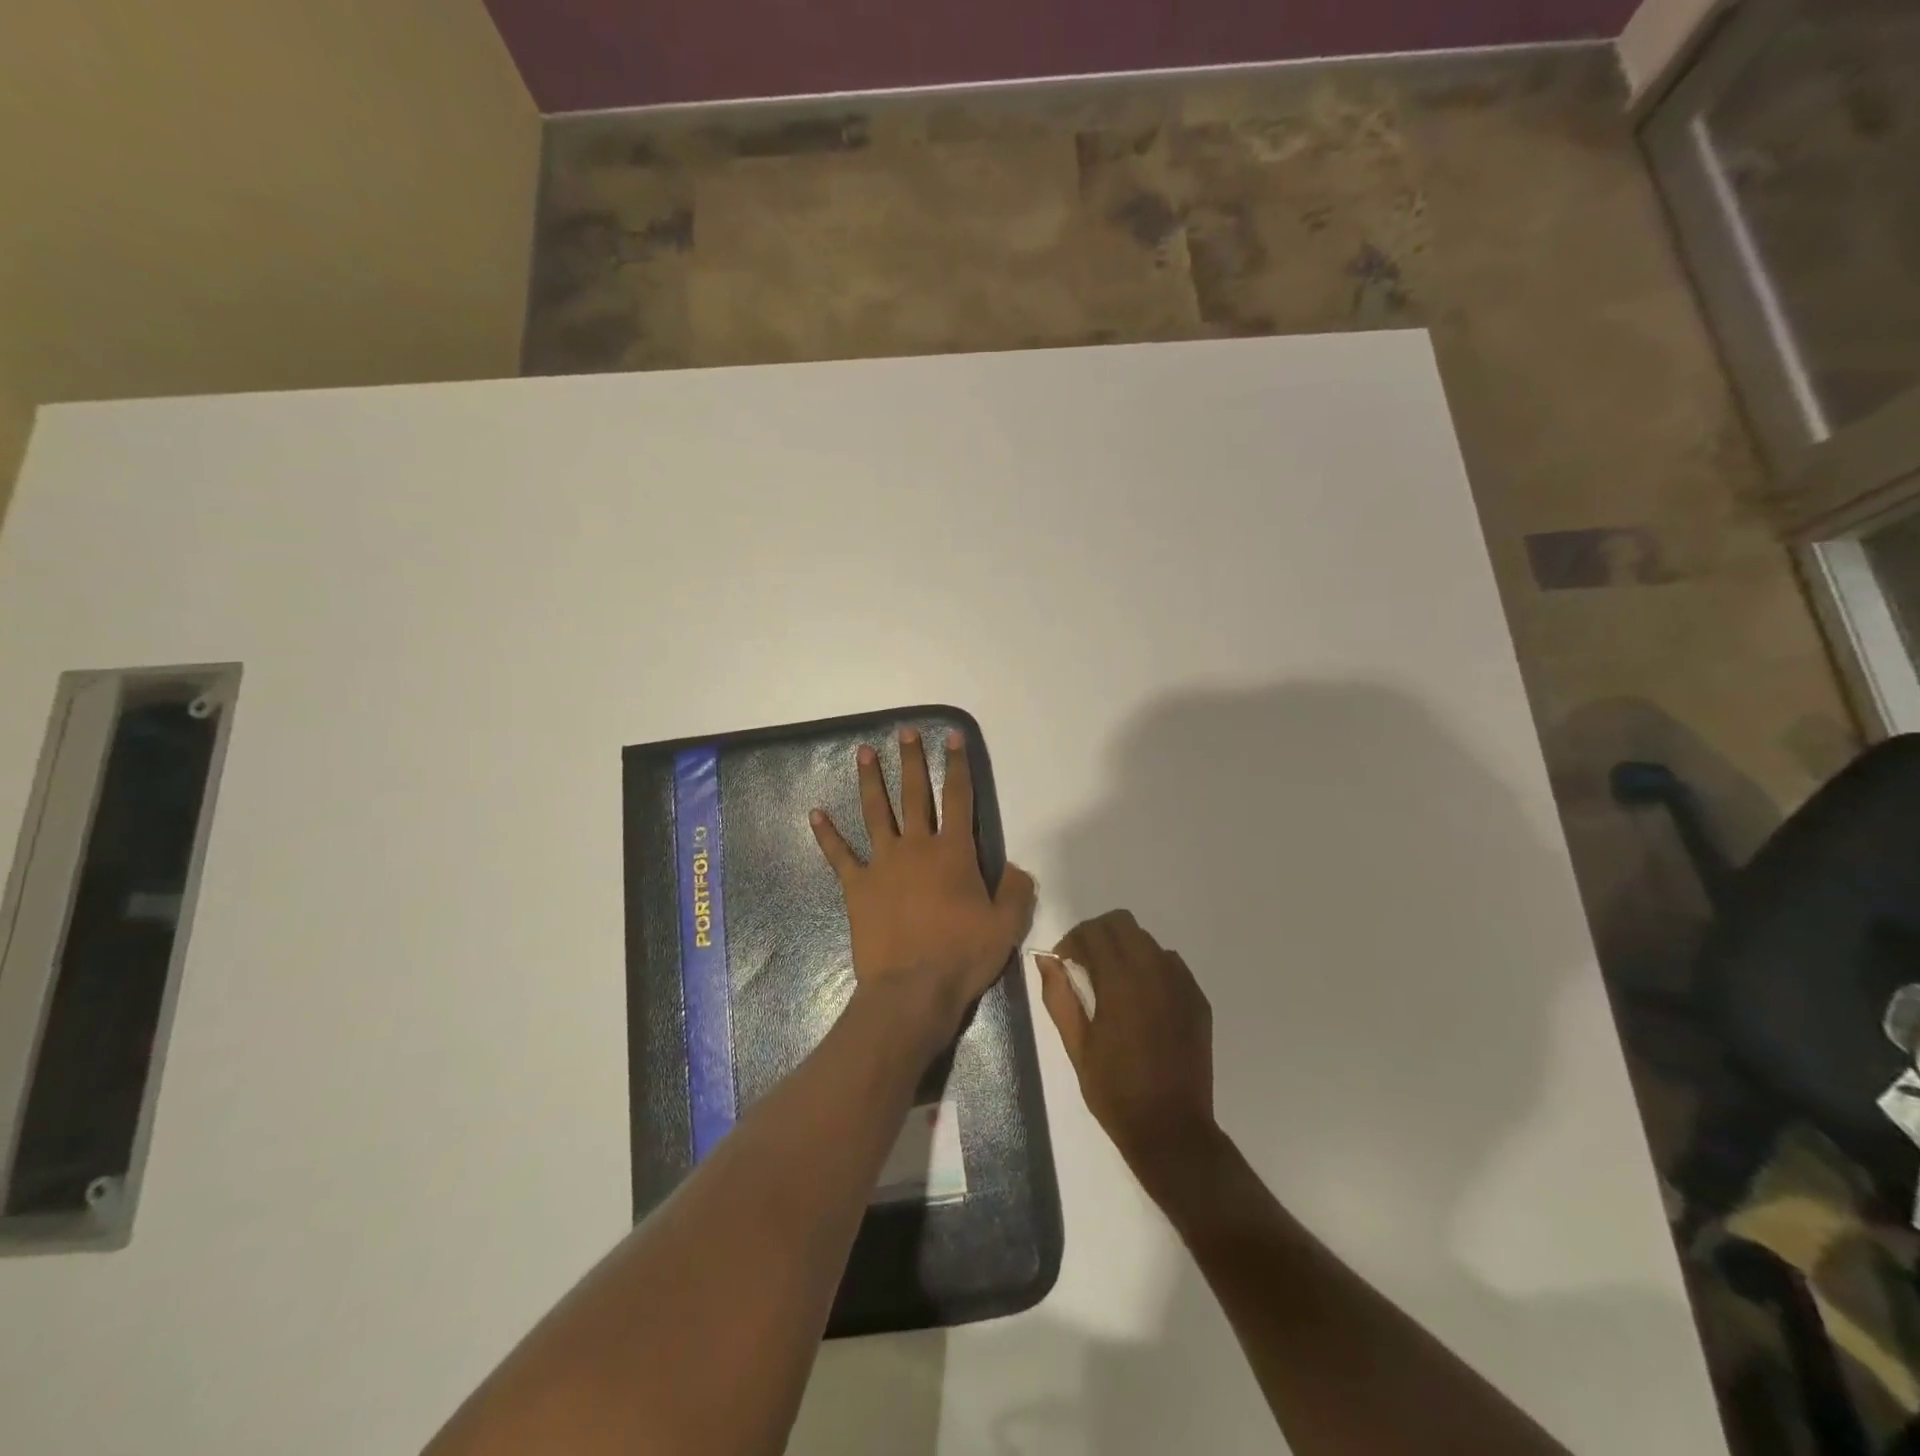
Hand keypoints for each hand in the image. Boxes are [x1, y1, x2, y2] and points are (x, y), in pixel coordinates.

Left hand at [811, 727, 1036, 1047]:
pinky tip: (815, 813)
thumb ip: (1016, 890)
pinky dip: (826, 834)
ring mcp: (883, 863)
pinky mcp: (857, 886)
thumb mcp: (1006, 925)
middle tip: (905, 732)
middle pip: (914, 794)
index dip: (958, 765)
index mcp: (954, 852)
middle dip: (912, 761)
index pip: (959, 798)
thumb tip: (1016, 868)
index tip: (952, 737)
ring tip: (863, 752)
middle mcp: (918, 847)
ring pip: (876, 812)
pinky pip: (840, 854)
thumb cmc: (962, 956)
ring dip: (870, 781)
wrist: (912, 989)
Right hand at [1038, 911, 1215, 1196]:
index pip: (1094, 931)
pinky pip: (1171, 964)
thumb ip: (1059, 996)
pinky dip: (1151, 968)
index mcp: (1120, 982)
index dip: (1072, 940)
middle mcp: (1154, 972)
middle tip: (1085, 964)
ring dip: (1125, 950)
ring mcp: (1181, 984)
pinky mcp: (1198, 1000)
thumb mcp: (1076, 1046)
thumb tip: (1046, 960)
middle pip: (1123, 923)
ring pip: (1148, 942)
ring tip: (1113, 983)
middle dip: (1098, 935)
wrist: (1171, 1130)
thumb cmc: (1115, 1091)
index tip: (1063, 962)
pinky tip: (1142, 1000)